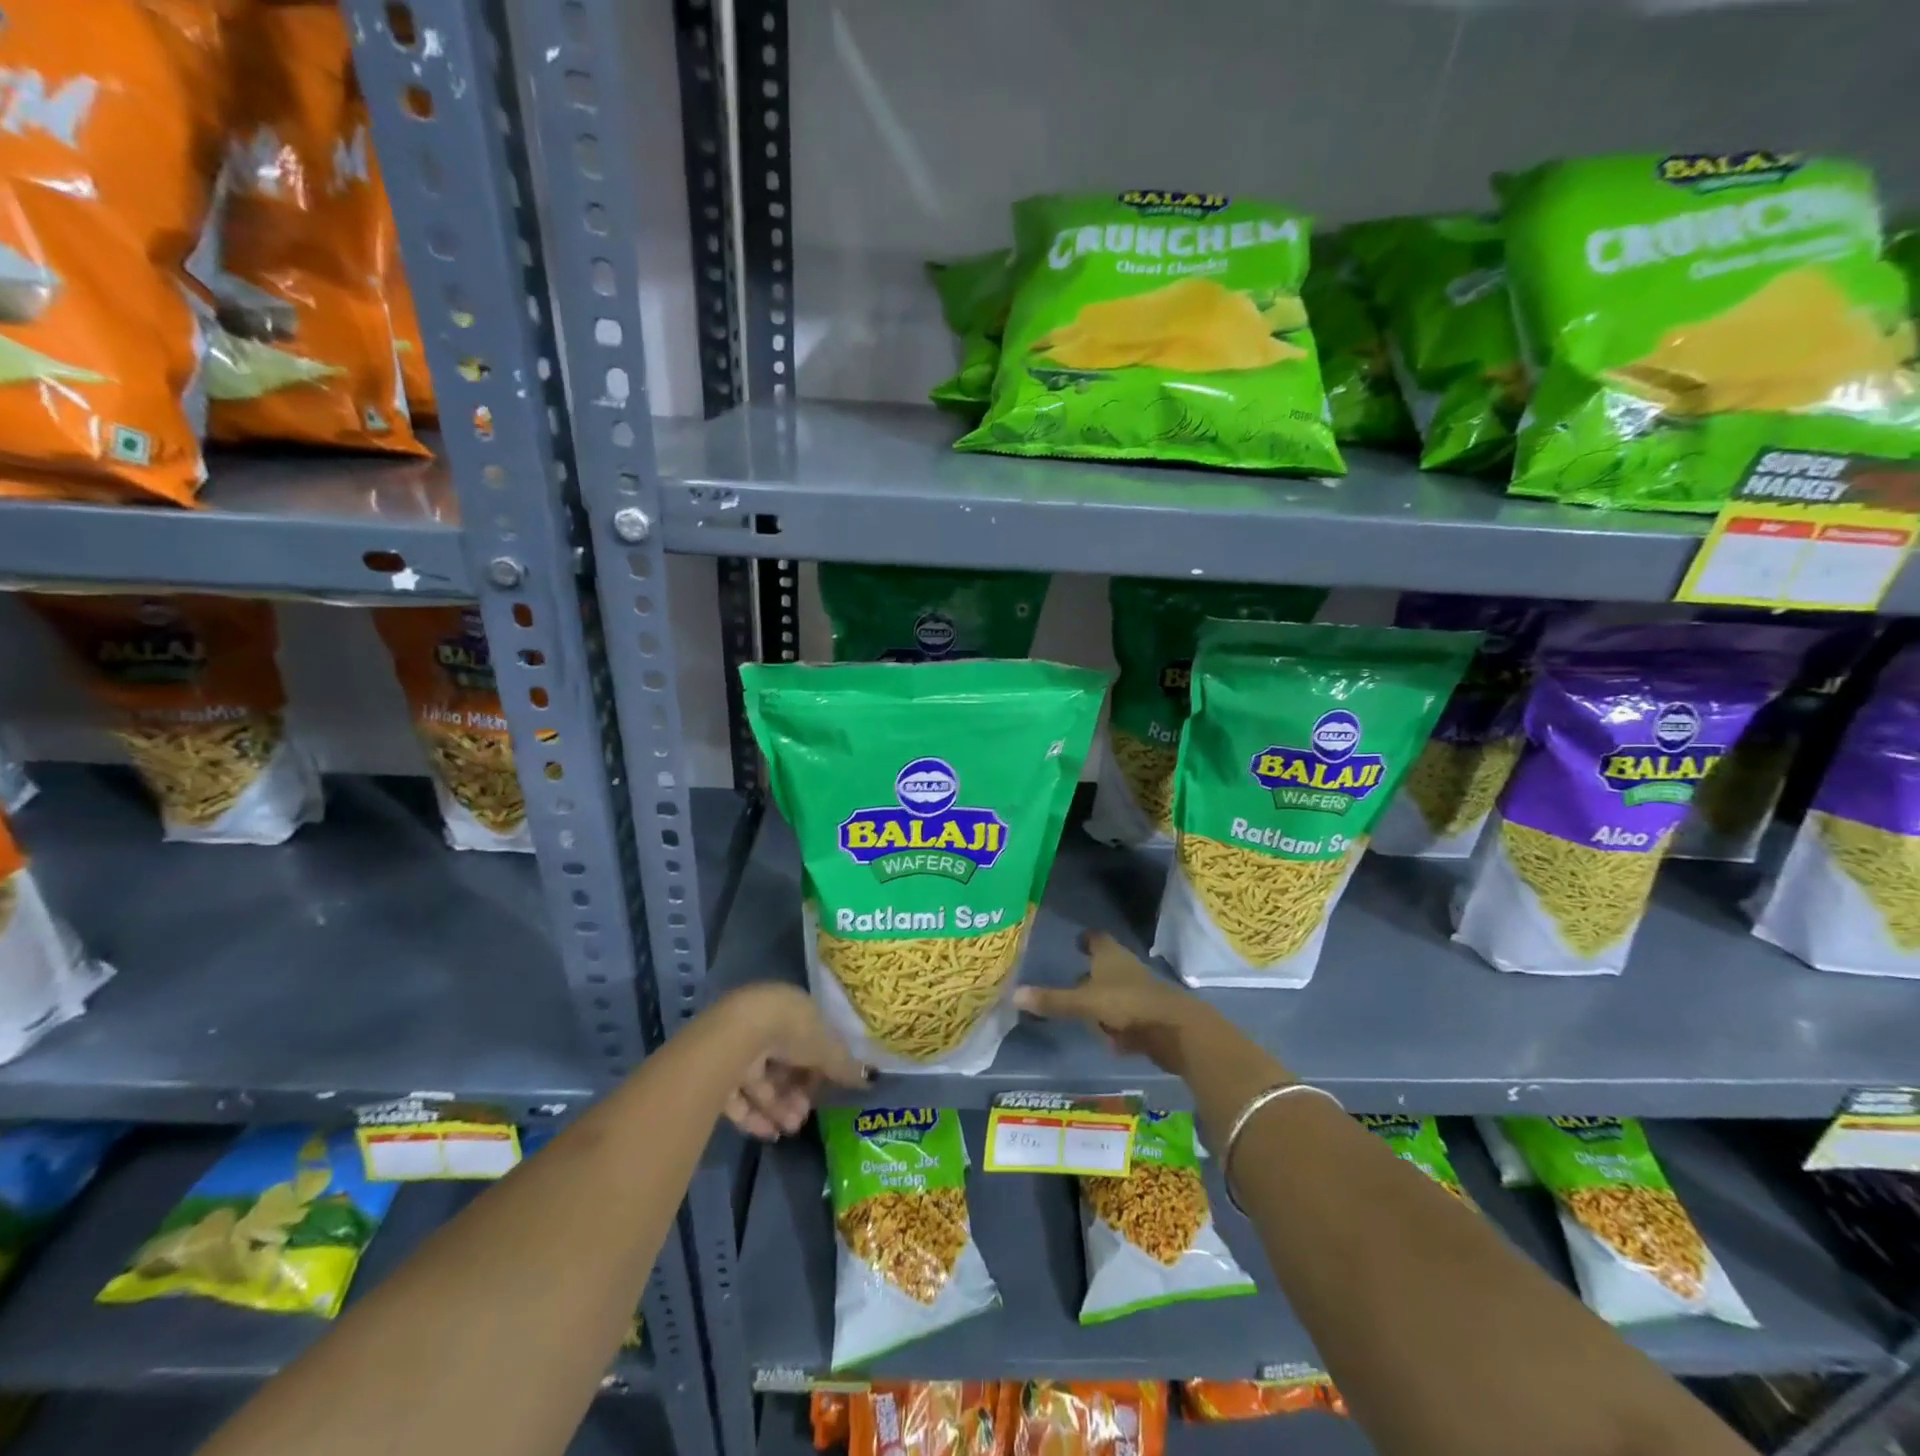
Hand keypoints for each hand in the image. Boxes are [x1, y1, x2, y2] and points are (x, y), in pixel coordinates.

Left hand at [717, 984, 868, 1139]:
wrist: (737, 1035)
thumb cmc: (791, 1031)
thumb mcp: (827, 1048)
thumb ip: (845, 1066)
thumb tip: (870, 1079)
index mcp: (792, 1008)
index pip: (809, 1039)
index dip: (818, 1067)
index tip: (825, 1090)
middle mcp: (765, 1023)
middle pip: (784, 1063)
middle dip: (797, 1093)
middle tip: (804, 1117)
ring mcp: (738, 1045)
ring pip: (762, 1081)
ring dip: (779, 1107)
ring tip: (789, 1129)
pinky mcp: (715, 1069)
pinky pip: (738, 1095)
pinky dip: (754, 1115)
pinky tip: (768, 1133)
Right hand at [1012, 931, 1218, 1075]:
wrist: (1176, 1030)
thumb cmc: (1128, 1005)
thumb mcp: (1084, 1004)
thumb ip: (1053, 1001)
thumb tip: (1013, 995)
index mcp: (1110, 955)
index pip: (1096, 938)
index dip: (1085, 938)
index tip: (1076, 942)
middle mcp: (1126, 968)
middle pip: (1106, 965)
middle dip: (1090, 974)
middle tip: (1071, 982)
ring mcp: (1141, 992)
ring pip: (1116, 992)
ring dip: (1103, 1001)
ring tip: (1085, 1014)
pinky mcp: (1150, 1016)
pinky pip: (1127, 1016)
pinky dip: (1117, 1024)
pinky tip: (1109, 1039)